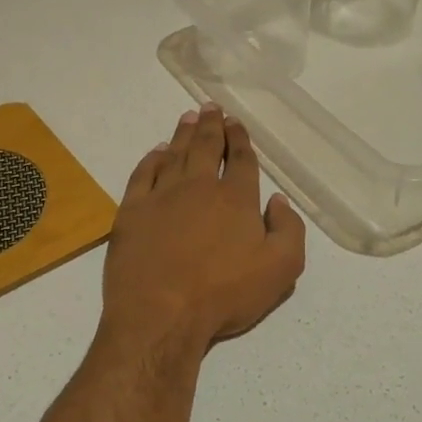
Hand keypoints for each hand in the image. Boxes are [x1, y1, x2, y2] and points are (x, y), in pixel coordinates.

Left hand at [100, 105, 306, 360]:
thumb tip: (278, 201)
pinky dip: (151, 158)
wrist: (161, 313)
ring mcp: (161, 196)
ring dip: (183, 134)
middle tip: (211, 108)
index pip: (240, 160)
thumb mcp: (280, 270)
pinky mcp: (132, 211)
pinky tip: (157, 152)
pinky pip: (142, 174)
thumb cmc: (224, 295)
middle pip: (206, 147)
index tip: (236, 124)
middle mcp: (198, 187)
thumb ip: (289, 230)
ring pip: (174, 154)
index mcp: (236, 199)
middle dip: (211, 125)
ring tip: (188, 118)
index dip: (240, 139)